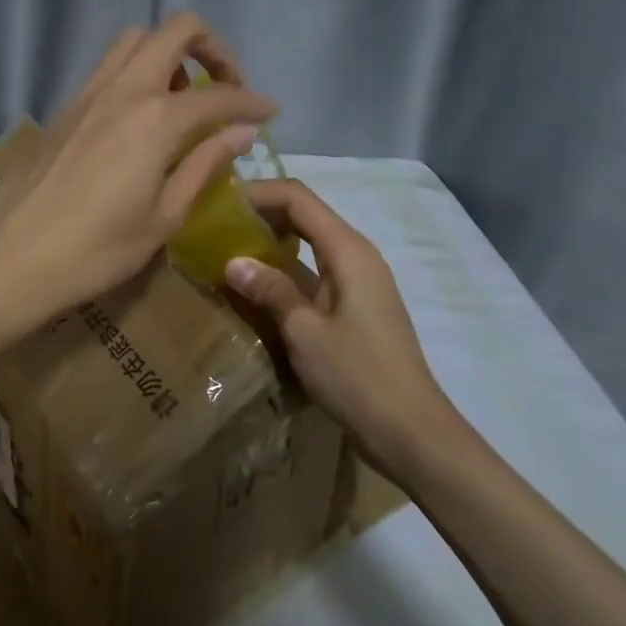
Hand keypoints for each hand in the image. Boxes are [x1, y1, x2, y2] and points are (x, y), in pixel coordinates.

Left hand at [0, 14, 278, 326]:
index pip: (219, 96)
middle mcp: (124, 90)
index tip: (269, 114)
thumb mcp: (164, 217)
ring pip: (136, 41)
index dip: (251, 102)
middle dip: (213, 48)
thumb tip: (240, 133)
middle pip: (176, 30)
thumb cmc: (96, 250)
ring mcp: (88, 93)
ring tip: (181, 100)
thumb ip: (204, 166)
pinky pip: (109, 67)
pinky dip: (137, 72)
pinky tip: (141, 119)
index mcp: (156, 119)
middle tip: (225, 89)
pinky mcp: (65, 107)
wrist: (11, 257)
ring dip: (169, 54)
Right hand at [222, 179, 453, 460]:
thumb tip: (233, 261)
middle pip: (304, 215)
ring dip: (269, 244)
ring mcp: (357, 281)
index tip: (216, 205)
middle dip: (259, 215)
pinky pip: (313, 272)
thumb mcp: (305, 333)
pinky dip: (283, 272)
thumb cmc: (358, 377)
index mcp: (348, 250)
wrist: (411, 431)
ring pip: (307, 244)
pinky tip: (254, 290)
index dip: (257, 193)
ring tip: (225, 254)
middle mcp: (356, 255)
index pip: (298, 198)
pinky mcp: (353, 306)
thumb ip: (271, 290)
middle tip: (214, 228)